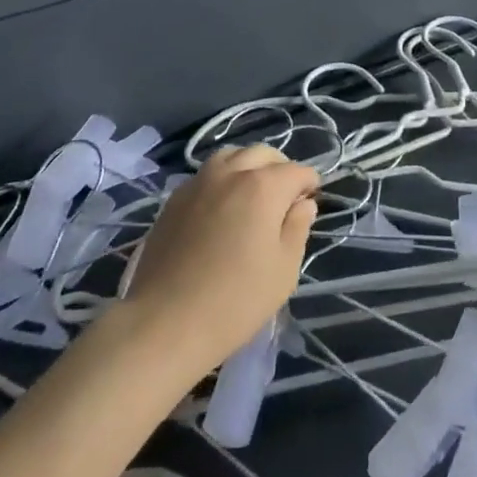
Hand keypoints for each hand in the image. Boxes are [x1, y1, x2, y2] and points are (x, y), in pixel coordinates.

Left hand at [121, 145, 318, 377]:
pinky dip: (222, 179)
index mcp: (264, 187)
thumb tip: (303, 204)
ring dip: (248, 166)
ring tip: (252, 194)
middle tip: (285, 197)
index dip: (309, 184)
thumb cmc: (235, 300)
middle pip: (263, 154)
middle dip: (280, 168)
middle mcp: (231, 172)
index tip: (311, 202)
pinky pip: (206, 174)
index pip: (297, 171)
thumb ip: (298, 228)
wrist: (165, 322)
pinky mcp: (174, 199)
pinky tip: (221, 206)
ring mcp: (199, 182)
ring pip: (231, 156)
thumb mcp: (283, 270)